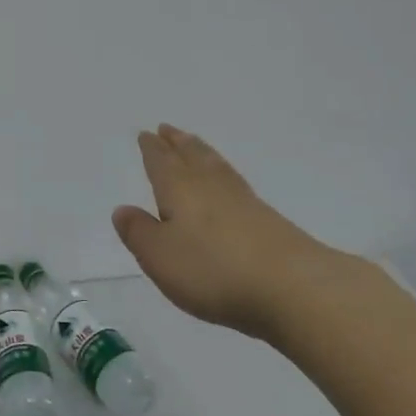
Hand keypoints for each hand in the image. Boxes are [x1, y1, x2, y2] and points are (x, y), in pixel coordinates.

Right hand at [112, 125, 359, 338]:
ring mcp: (243, 201)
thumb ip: (139, 232)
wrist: (292, 286)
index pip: (161, 162)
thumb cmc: (213, 270)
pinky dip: (224, 175)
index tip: (146, 134)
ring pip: (216, 167)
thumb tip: (122, 209)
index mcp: (180, 189)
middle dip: (177, 143)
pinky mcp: (268, 220)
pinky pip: (235, 184)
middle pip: (192, 156)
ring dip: (202, 153)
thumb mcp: (160, 256)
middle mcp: (210, 186)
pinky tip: (228, 185)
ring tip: (194, 144)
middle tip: (168, 129)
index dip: (152, 149)